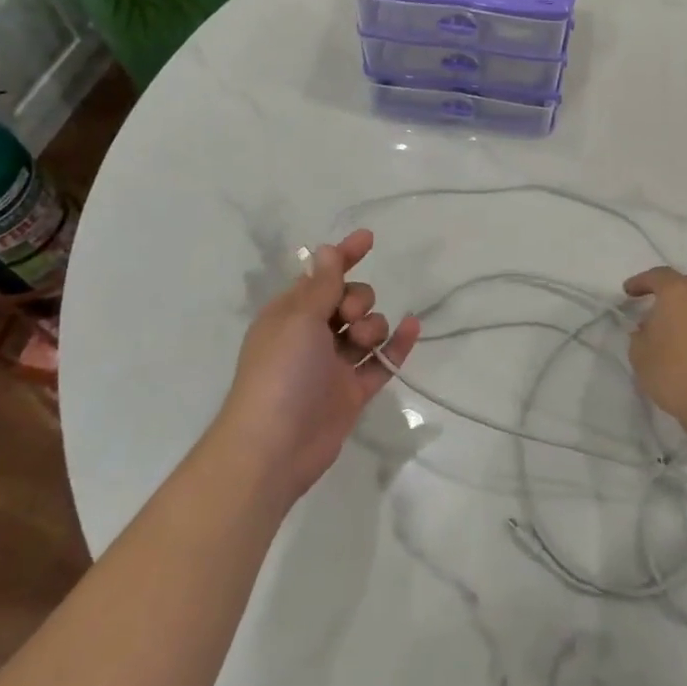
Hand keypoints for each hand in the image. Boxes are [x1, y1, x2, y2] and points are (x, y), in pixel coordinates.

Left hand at [215, 229, 420, 505]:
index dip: (344, 256)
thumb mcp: (299, 319)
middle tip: (348, 315)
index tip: (369, 238)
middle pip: (349, 300)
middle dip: (358, 299)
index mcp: (290, 314)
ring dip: (374, 325)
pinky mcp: (352, 392)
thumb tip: (327, 249)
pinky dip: (396, 345)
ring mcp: (333, 365)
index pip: (322, 275)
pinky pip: (380, 361)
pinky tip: (412, 326)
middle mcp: (312, 336)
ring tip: (363, 342)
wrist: (274, 447)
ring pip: (367, 330)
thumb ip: (322, 285)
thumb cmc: (280, 373)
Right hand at [623, 266, 686, 440]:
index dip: (640, 283)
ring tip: (672, 330)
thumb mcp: (640, 356)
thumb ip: (639, 335)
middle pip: (683, 285)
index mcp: (678, 291)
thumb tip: (648, 328)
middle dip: (667, 294)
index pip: (656, 276)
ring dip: (686, 310)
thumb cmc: (677, 373)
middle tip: (652, 310)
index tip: (628, 293)